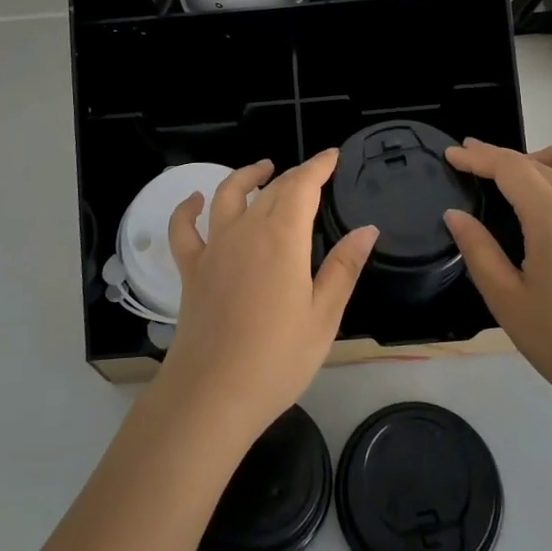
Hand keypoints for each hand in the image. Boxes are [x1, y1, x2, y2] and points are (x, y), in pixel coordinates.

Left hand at [155, 150, 377, 437]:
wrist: (212, 394)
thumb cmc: (277, 359)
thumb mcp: (323, 316)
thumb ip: (344, 267)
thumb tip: (368, 228)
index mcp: (283, 238)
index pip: (302, 186)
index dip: (318, 166)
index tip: (332, 155)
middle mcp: (246, 231)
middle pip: (271, 189)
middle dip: (294, 175)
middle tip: (312, 173)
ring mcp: (214, 248)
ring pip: (227, 195)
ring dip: (246, 176)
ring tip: (262, 169)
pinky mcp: (191, 269)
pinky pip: (184, 229)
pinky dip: (187, 209)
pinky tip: (195, 200)